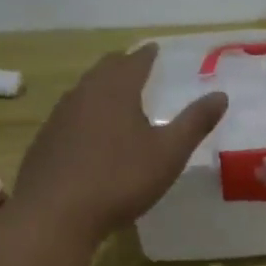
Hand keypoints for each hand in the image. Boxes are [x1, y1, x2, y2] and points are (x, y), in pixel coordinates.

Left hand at [13, 45, 227, 242]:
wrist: (53, 216)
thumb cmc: (119, 179)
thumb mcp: (168, 153)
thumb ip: (195, 122)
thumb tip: (221, 95)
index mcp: (115, 91)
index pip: (134, 61)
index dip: (147, 54)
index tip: (155, 49)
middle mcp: (84, 95)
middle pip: (104, 70)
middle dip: (121, 65)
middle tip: (135, 65)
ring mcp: (58, 118)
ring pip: (83, 91)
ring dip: (100, 87)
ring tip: (115, 95)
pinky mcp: (44, 142)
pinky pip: (69, 116)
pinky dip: (84, 113)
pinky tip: (89, 132)